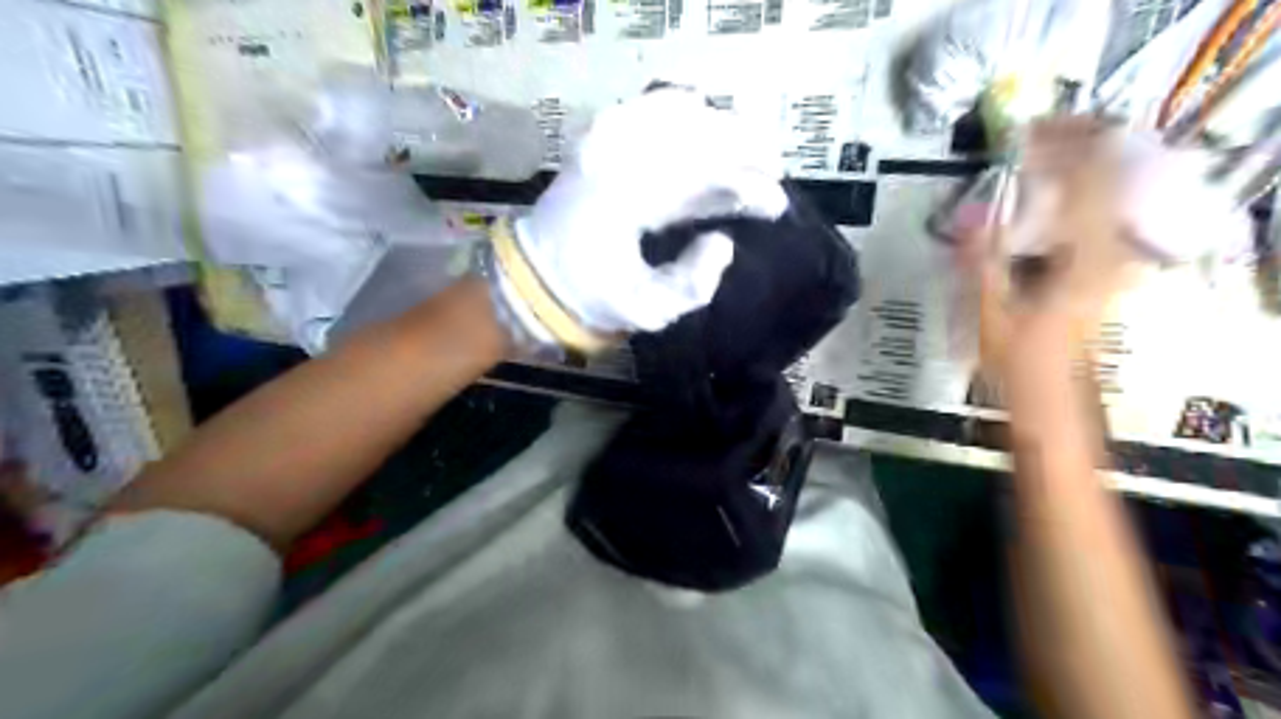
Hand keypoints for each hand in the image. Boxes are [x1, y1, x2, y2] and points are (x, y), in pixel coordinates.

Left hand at [506, 88, 785, 343]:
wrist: (536, 281)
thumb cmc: (592, 298)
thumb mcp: (647, 310)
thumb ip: (693, 284)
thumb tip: (722, 241)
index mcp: (629, 201)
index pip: (703, 178)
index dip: (747, 187)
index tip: (776, 204)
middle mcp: (616, 161)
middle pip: (693, 137)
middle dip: (743, 150)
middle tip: (774, 170)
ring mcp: (603, 146)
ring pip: (673, 117)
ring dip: (718, 129)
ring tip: (750, 147)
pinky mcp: (597, 146)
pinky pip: (642, 112)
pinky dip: (675, 109)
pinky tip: (700, 113)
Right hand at [972, 117, 1140, 374]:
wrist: (1050, 391)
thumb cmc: (1019, 356)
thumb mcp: (991, 308)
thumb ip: (981, 258)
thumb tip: (967, 214)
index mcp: (1085, 253)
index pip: (1086, 176)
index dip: (1058, 145)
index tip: (1020, 134)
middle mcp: (1108, 245)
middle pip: (1106, 172)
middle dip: (1071, 145)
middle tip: (1030, 135)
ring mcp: (1109, 255)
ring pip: (1103, 188)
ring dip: (1071, 166)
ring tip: (1033, 157)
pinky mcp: (1100, 264)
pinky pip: (1094, 209)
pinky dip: (1070, 191)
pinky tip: (1041, 197)